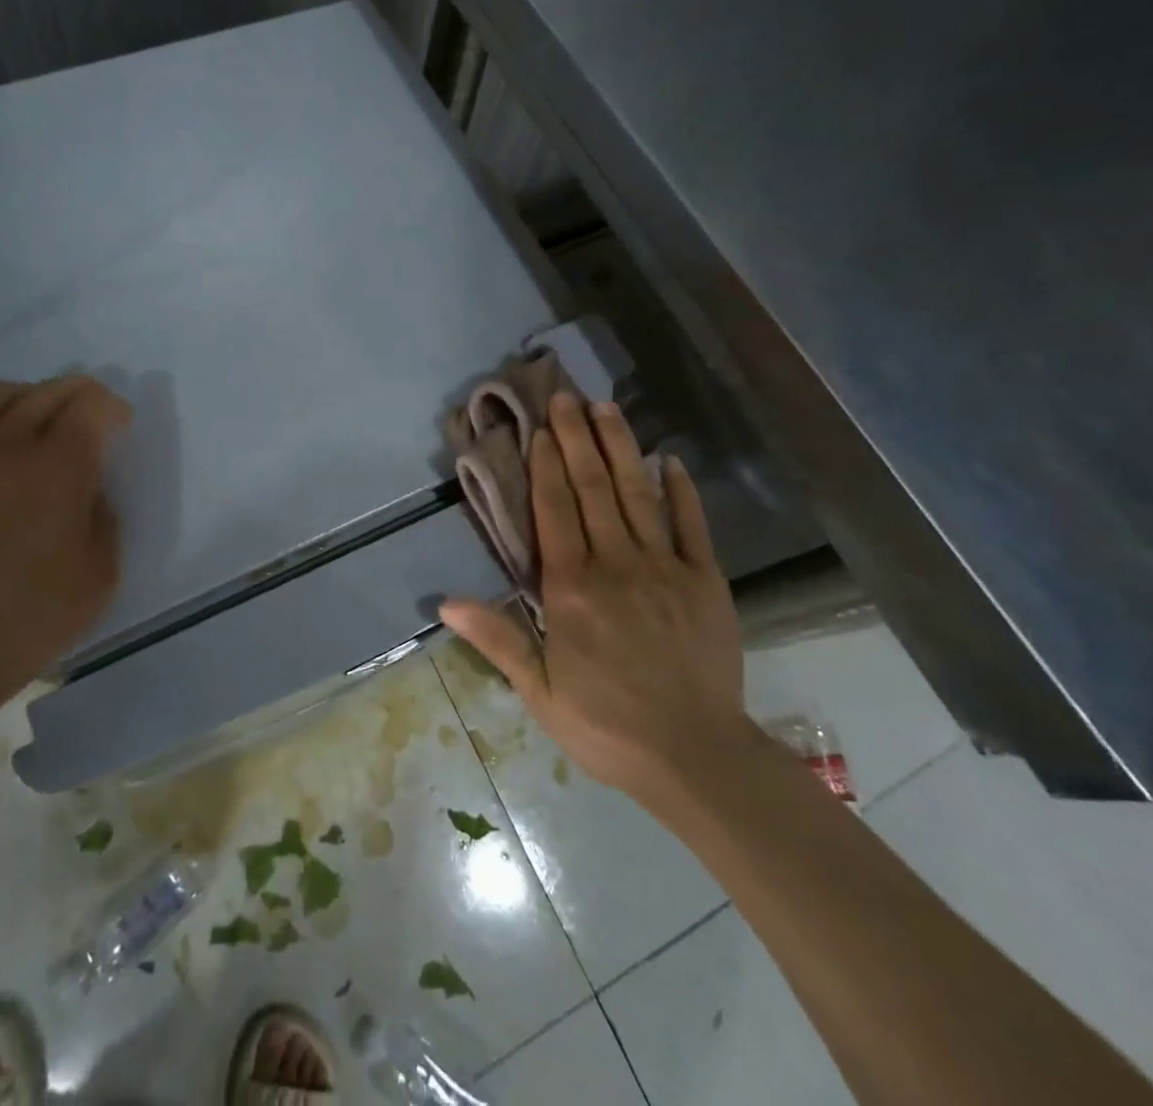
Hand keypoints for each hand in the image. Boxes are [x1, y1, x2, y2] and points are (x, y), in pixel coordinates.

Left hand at [0, 376, 131, 712]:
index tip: (120, 427)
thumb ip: (103, 518)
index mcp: (59, 467)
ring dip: (22, 398)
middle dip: (77, 394)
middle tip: (88, 417)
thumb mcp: (101, 573)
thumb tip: (88, 493)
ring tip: (33, 421)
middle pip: (45, 391)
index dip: (112, 409)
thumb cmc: (33, 616)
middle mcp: (7, 446)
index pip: (90, 405)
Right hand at [440, 393, 748, 800]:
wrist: (695, 756)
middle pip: (594, 488)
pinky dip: (681, 490)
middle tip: (568, 396)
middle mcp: (616, 563)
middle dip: (578, 439)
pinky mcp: (706, 581)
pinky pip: (692, 525)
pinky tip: (670, 460)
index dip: (546, 466)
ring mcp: (666, 567)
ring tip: (607, 408)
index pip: (555, 511)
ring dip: (621, 448)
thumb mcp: (539, 691)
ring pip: (638, 494)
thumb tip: (446, 601)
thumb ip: (498, 638)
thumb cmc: (606, 725)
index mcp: (573, 588)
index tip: (541, 429)